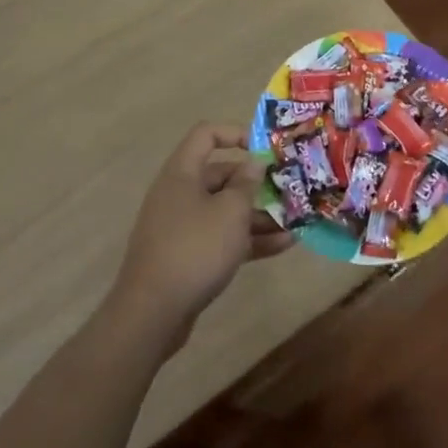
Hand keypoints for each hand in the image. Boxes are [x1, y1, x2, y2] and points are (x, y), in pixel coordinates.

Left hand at [105, 123, 292, 354]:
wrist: (152, 314)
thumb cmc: (195, 248)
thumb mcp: (230, 212)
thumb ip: (247, 183)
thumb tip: (253, 163)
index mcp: (182, 173)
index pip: (207, 134)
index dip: (236, 133)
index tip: (265, 148)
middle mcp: (180, 193)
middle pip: (221, 175)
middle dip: (256, 182)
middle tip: (289, 188)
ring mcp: (182, 226)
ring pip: (225, 210)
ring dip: (259, 215)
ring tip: (295, 221)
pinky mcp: (188, 256)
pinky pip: (222, 238)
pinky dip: (249, 239)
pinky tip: (283, 246)